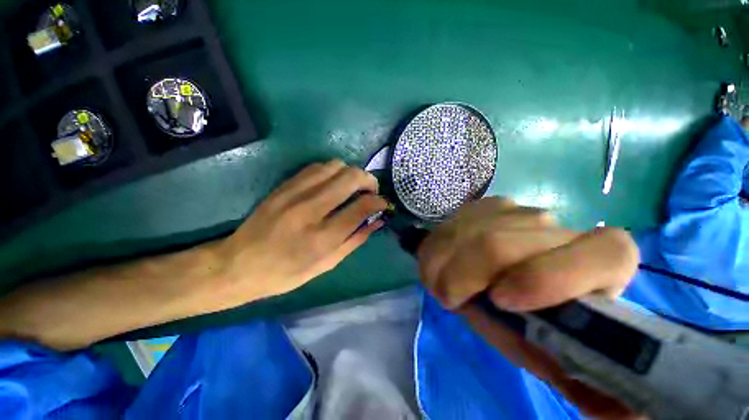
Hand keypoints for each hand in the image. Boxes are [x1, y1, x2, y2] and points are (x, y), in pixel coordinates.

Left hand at [217, 160, 387, 305]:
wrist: (238, 264)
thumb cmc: (286, 273)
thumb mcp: (327, 265)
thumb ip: (355, 240)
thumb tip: (377, 221)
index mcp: (323, 237)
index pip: (361, 207)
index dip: (379, 201)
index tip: (383, 203)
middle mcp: (310, 210)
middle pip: (350, 177)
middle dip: (369, 180)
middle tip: (371, 191)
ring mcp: (294, 193)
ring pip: (335, 165)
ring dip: (351, 173)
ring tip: (352, 187)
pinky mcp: (284, 186)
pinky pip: (316, 167)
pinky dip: (332, 172)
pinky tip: (332, 184)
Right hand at [418, 197, 641, 419]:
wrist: (498, 272)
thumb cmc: (526, 317)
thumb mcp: (543, 349)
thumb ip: (567, 370)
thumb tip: (615, 411)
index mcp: (599, 264)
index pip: (606, 253)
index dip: (553, 276)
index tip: (501, 300)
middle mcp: (558, 228)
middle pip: (501, 244)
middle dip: (464, 276)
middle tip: (450, 299)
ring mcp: (516, 210)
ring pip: (471, 233)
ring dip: (446, 264)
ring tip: (444, 282)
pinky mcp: (486, 204)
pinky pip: (453, 224)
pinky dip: (439, 246)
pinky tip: (444, 259)